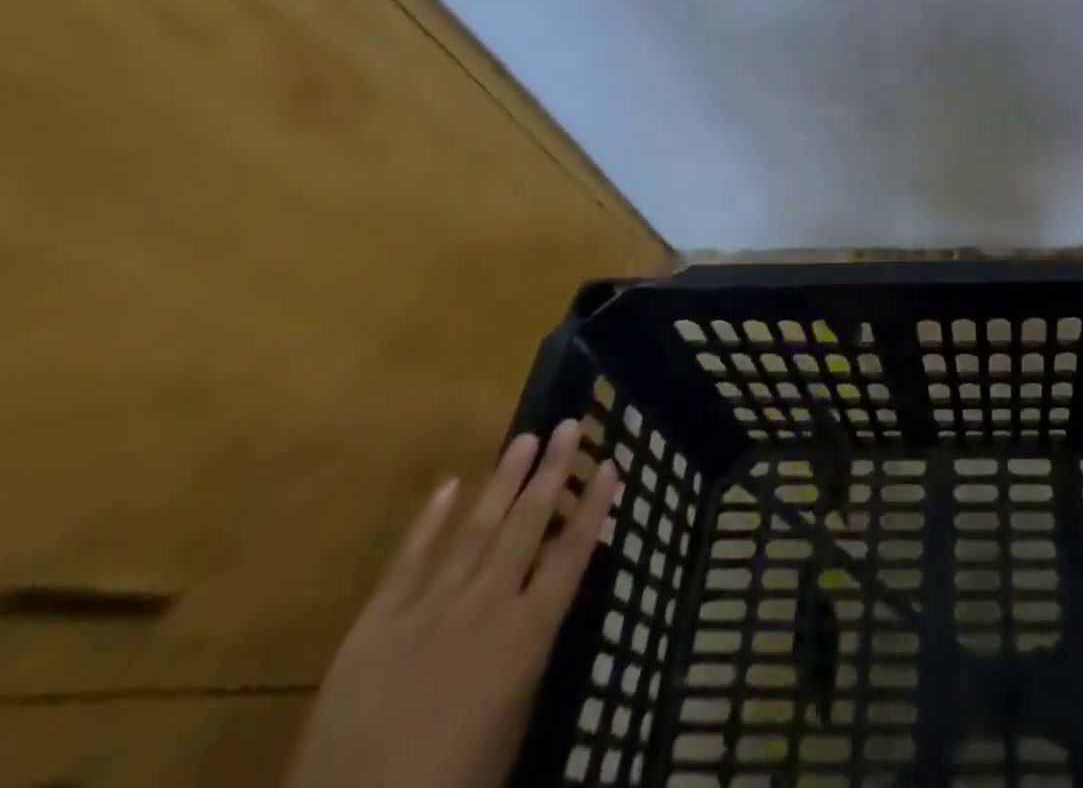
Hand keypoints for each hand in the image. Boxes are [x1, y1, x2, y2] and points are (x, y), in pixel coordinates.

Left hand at [285, 421, 619, 787]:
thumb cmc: (454, 781)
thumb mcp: (514, 715)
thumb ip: (528, 650)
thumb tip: (543, 597)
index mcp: (526, 635)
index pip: (571, 553)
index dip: (593, 507)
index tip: (611, 463)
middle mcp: (485, 607)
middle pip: (527, 525)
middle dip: (552, 472)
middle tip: (568, 426)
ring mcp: (428, 610)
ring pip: (476, 530)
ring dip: (503, 481)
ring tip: (526, 439)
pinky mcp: (375, 624)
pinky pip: (408, 561)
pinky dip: (430, 521)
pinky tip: (450, 485)